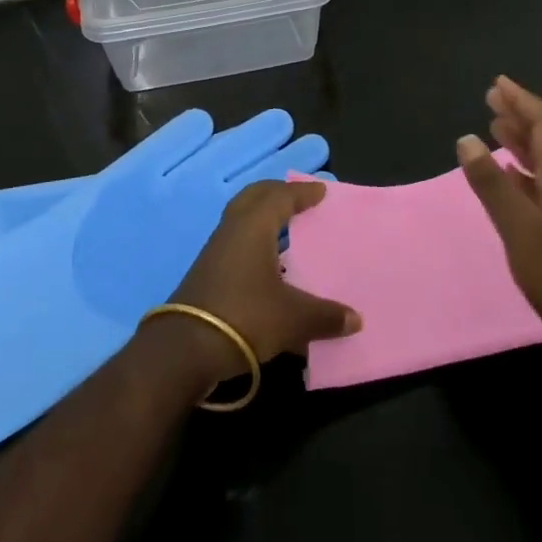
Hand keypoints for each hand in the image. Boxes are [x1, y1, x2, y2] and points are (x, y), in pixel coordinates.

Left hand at [160, 179, 361, 385]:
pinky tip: (268, 265)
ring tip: (286, 228)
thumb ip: (326, 316)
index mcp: (254, 226)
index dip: (302, 193)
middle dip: (277, 194)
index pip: (281, 197)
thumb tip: (356, 320)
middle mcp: (232, 230)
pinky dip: (254, 241)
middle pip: (254, 197)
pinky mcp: (207, 273)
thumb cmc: (244, 317)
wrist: (185, 349)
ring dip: (263, 218)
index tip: (321, 191)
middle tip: (299, 199)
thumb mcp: (293, 319)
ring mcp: (215, 251)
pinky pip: (236, 242)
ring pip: (241, 219)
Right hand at [457, 76, 541, 351]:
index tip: (499, 83)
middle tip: (492, 96)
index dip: (522, 102)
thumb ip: (493, 185)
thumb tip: (466, 138)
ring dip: (521, 137)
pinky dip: (521, 167)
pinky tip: (510, 172)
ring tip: (496, 124)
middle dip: (520, 113)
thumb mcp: (521, 230)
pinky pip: (541, 181)